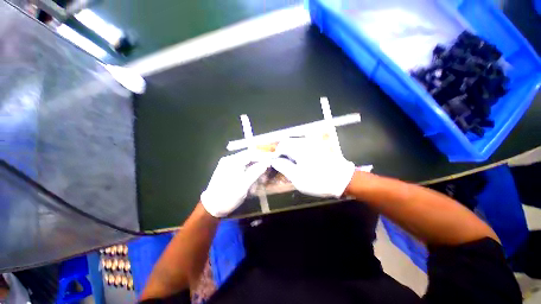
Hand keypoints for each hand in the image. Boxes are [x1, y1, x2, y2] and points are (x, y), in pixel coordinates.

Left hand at [201, 150, 269, 216]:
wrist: (211, 207)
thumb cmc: (227, 196)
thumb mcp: (243, 185)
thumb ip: (255, 172)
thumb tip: (266, 163)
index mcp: (232, 161)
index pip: (250, 154)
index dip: (262, 156)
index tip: (272, 160)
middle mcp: (230, 160)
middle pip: (249, 158)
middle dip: (259, 165)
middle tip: (266, 172)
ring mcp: (228, 165)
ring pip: (246, 163)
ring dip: (254, 171)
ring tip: (258, 182)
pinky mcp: (228, 170)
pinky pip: (242, 168)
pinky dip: (249, 174)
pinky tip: (251, 183)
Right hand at [271, 137, 354, 197]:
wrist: (343, 180)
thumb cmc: (318, 180)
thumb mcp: (297, 177)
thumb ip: (283, 167)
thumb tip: (274, 160)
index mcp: (299, 148)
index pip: (282, 145)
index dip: (277, 154)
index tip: (278, 164)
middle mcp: (306, 142)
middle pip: (288, 142)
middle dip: (283, 152)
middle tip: (285, 165)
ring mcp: (313, 143)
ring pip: (295, 143)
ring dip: (291, 152)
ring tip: (293, 165)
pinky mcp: (318, 146)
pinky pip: (303, 145)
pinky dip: (298, 151)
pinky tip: (302, 162)